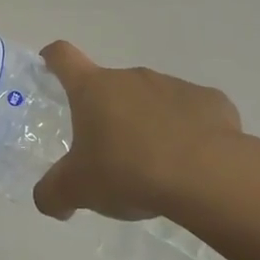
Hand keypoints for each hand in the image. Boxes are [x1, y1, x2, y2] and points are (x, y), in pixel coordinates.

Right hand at [32, 41, 254, 224]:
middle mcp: (131, 77)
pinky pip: (192, 112)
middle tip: (109, 152)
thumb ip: (53, 194)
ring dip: (148, 122)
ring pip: (152, 99)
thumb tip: (47, 202)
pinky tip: (192, 162)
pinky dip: (188, 131)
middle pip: (110, 86)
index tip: (50, 67)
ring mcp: (174, 85)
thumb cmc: (128, 172)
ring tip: (155, 164)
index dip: (53, 59)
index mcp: (93, 89)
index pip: (63, 57)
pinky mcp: (211, 101)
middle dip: (107, 113)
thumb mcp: (78, 190)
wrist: (206, 175)